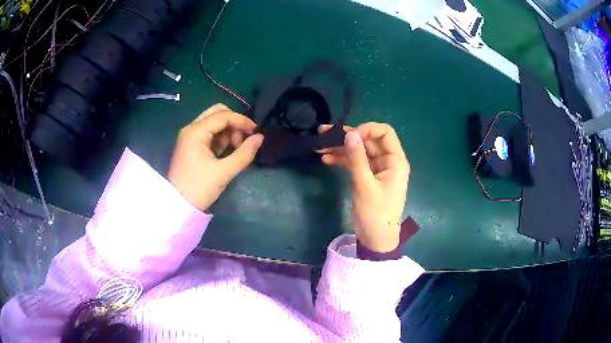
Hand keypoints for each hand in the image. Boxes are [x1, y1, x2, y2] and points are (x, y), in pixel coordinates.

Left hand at [168, 104, 263, 210]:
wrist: (178, 205)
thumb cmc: (199, 188)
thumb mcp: (224, 172)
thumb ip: (244, 153)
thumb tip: (260, 137)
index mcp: (195, 132)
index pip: (223, 116)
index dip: (242, 121)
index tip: (256, 131)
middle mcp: (191, 129)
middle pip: (216, 113)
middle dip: (234, 122)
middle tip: (243, 139)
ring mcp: (190, 136)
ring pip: (213, 122)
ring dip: (228, 130)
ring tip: (236, 148)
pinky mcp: (191, 145)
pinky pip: (209, 133)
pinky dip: (220, 137)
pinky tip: (227, 150)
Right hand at [319, 123, 409, 252]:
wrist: (376, 239)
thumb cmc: (376, 214)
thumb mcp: (365, 185)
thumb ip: (357, 158)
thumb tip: (349, 133)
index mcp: (395, 161)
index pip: (385, 133)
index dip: (366, 129)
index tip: (348, 136)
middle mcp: (388, 161)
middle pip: (369, 141)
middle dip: (347, 137)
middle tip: (324, 134)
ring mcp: (377, 169)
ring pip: (359, 151)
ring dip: (341, 148)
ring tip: (319, 146)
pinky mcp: (367, 178)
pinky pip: (355, 163)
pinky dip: (342, 160)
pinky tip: (327, 159)